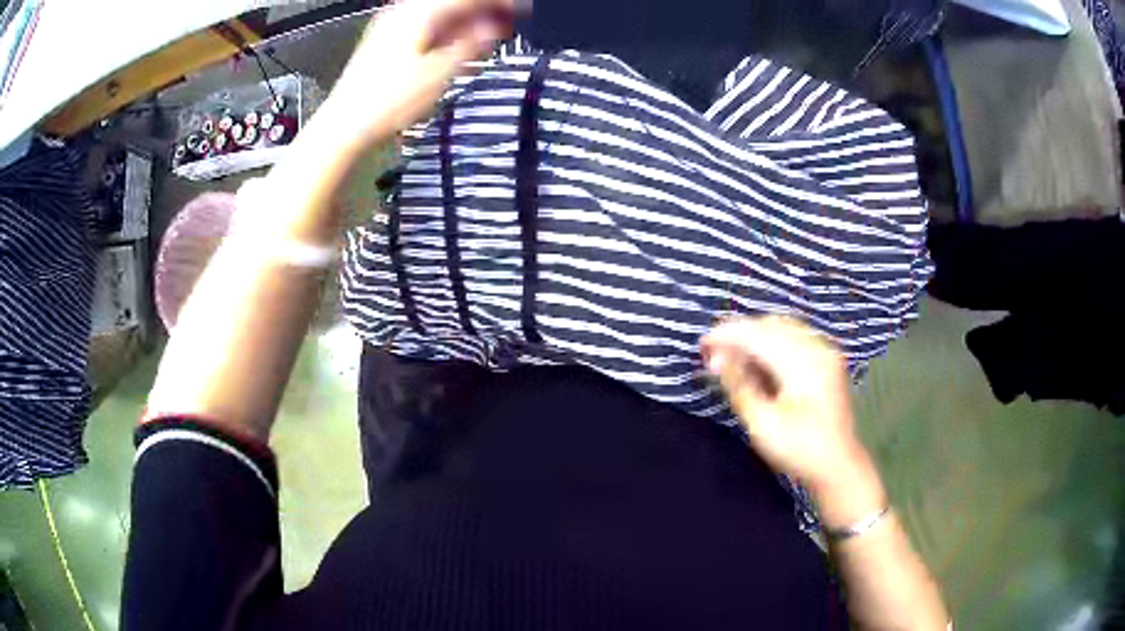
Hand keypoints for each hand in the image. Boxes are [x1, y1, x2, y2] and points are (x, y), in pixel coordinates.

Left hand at [320, 0, 514, 152]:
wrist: (346, 124)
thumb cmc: (387, 100)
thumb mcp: (440, 72)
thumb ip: (471, 44)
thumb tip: (493, 27)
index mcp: (418, 12)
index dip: (499, 3)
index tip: (520, 9)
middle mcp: (404, 12)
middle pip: (453, 2)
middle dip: (483, 10)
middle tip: (508, 22)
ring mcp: (393, 26)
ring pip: (440, 13)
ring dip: (467, 20)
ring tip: (490, 33)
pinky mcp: (387, 42)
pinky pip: (426, 25)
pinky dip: (448, 31)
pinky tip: (460, 43)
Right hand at [700, 315, 864, 489]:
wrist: (838, 466)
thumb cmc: (799, 449)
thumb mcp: (763, 423)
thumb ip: (740, 386)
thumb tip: (716, 358)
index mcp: (804, 362)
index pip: (759, 335)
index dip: (727, 335)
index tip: (701, 344)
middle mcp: (817, 348)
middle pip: (771, 325)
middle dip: (740, 333)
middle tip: (713, 350)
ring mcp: (825, 352)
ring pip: (783, 328)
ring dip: (755, 336)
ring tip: (731, 353)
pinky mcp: (826, 360)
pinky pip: (794, 337)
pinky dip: (771, 342)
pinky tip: (757, 358)